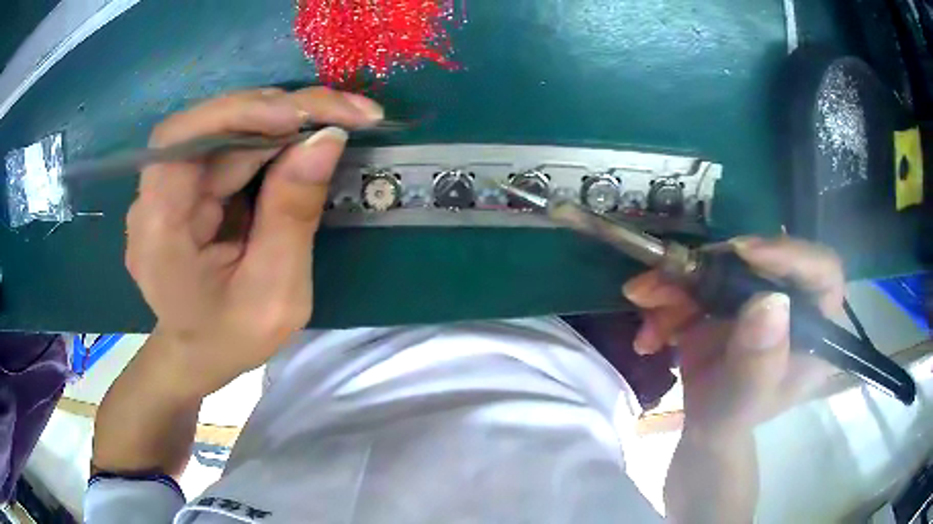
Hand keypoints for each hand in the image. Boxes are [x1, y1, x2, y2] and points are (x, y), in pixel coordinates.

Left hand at [125, 87, 383, 396]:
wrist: (200, 353)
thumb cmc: (232, 337)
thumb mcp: (276, 294)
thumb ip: (293, 216)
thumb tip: (327, 138)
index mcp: (158, 233)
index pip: (179, 141)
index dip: (235, 114)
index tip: (299, 117)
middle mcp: (154, 198)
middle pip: (209, 126)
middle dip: (279, 112)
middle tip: (347, 113)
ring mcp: (168, 187)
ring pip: (224, 129)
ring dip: (283, 120)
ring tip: (339, 121)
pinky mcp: (187, 184)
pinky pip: (230, 145)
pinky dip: (273, 137)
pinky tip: (306, 139)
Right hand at [623, 237, 844, 436]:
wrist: (704, 421)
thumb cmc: (734, 416)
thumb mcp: (747, 398)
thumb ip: (760, 361)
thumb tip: (770, 301)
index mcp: (815, 324)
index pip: (822, 271)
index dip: (789, 254)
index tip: (743, 253)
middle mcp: (791, 297)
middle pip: (762, 258)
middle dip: (711, 266)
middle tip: (669, 276)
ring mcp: (758, 291)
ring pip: (722, 264)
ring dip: (677, 282)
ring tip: (645, 304)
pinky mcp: (729, 292)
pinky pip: (698, 278)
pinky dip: (667, 297)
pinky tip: (650, 330)